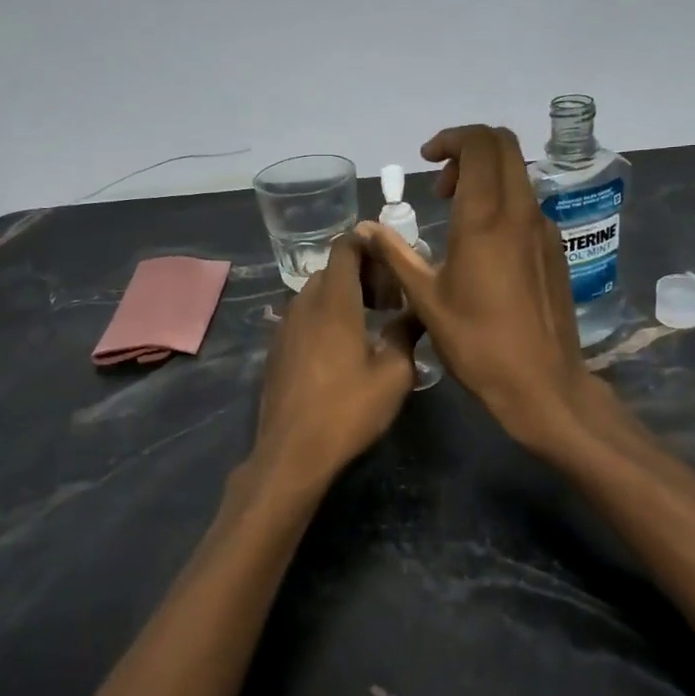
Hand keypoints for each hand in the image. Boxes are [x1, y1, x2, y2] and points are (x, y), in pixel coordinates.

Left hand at [250, 234, 417, 493]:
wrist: (292, 452)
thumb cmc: (348, 410)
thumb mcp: (394, 374)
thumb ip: (406, 334)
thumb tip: (417, 311)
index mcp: (334, 302)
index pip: (345, 247)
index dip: (368, 243)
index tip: (391, 258)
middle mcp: (304, 304)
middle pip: (332, 269)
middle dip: (361, 273)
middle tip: (389, 300)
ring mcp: (285, 326)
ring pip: (315, 293)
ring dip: (342, 296)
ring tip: (369, 323)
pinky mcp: (277, 348)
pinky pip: (303, 316)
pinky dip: (324, 316)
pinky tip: (341, 347)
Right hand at [358, 125, 596, 448]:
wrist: (542, 383)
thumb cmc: (477, 343)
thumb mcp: (425, 299)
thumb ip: (395, 254)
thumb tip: (364, 228)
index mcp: (486, 218)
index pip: (480, 144)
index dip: (451, 139)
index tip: (426, 162)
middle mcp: (521, 212)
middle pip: (504, 146)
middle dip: (469, 149)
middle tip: (441, 184)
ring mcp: (544, 229)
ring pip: (518, 174)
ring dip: (486, 175)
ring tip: (456, 213)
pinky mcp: (556, 249)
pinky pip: (528, 204)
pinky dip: (503, 201)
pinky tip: (483, 243)